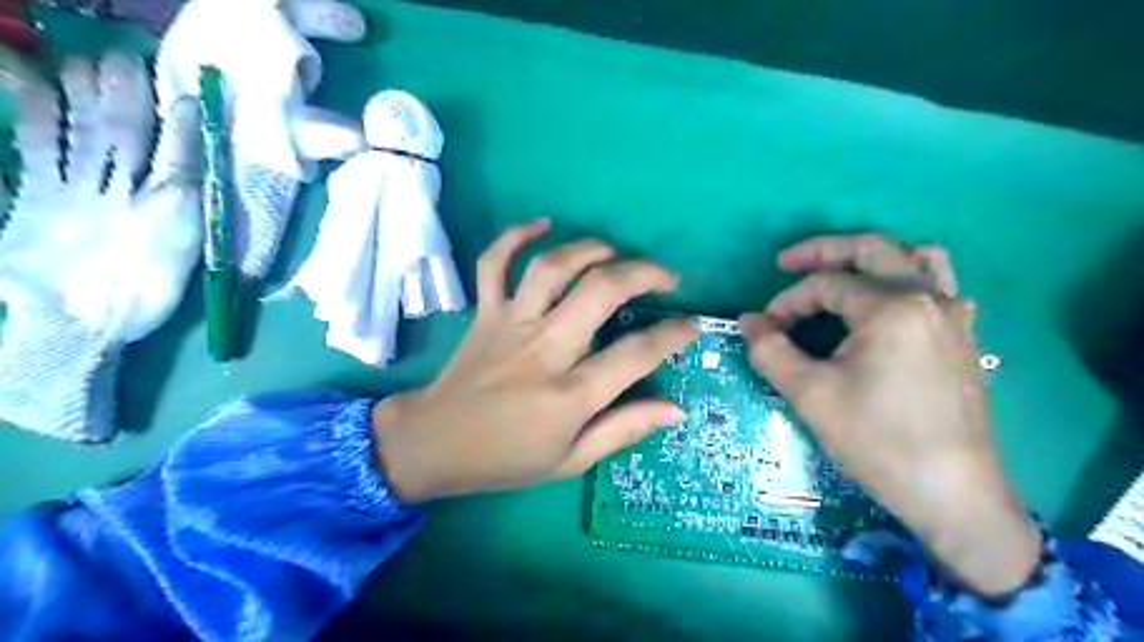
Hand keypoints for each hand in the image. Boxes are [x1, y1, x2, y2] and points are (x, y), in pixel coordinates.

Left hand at [371, 221, 692, 500]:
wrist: (433, 444)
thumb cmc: (505, 458)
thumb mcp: (569, 461)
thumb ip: (623, 430)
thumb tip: (675, 411)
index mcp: (569, 395)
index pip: (636, 355)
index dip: (672, 336)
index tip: (690, 326)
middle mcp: (544, 349)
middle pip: (601, 291)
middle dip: (644, 273)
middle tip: (666, 276)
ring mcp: (510, 324)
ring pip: (553, 267)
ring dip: (590, 248)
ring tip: (613, 251)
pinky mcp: (484, 312)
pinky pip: (494, 263)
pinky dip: (515, 236)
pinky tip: (542, 224)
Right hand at [737, 233, 1042, 595]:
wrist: (951, 492)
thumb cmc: (876, 440)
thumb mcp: (809, 394)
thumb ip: (770, 350)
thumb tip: (748, 321)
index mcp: (892, 307)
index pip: (826, 284)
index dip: (787, 301)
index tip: (766, 328)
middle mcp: (928, 298)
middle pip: (873, 249)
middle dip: (823, 251)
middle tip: (787, 263)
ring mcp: (954, 316)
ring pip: (916, 258)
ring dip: (873, 258)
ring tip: (842, 274)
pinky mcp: (963, 338)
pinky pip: (938, 287)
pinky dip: (906, 281)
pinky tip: (886, 308)